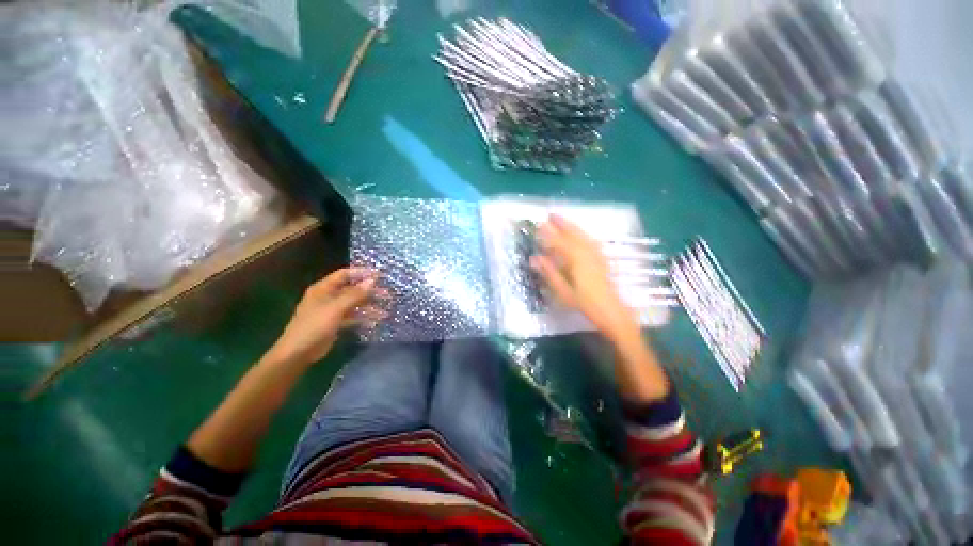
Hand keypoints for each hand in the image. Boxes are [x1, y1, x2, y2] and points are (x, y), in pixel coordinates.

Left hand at [267, 268, 382, 366]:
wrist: (298, 353)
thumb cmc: (314, 326)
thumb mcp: (336, 308)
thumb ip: (355, 294)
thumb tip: (373, 280)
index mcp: (323, 288)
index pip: (345, 274)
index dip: (362, 273)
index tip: (380, 276)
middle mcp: (328, 297)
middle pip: (352, 290)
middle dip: (370, 292)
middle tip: (387, 295)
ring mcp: (331, 310)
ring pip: (354, 304)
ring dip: (369, 307)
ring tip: (385, 312)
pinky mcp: (335, 323)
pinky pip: (352, 317)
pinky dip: (363, 319)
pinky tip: (375, 322)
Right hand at [532, 215, 667, 400]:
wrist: (613, 313)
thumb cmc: (586, 304)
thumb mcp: (564, 291)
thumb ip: (549, 273)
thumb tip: (534, 258)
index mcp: (577, 260)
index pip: (560, 242)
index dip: (549, 234)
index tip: (540, 225)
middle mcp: (588, 254)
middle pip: (574, 234)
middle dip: (562, 223)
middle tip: (551, 214)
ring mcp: (597, 256)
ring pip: (584, 236)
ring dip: (573, 227)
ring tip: (563, 220)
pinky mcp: (603, 261)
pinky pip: (592, 242)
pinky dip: (583, 235)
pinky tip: (581, 236)